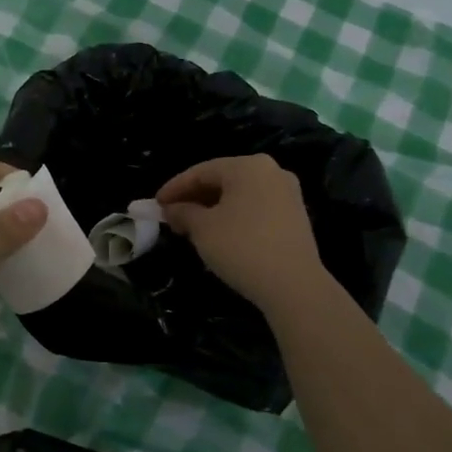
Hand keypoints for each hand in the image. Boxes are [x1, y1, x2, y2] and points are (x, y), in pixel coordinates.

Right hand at [158, 154, 326, 314]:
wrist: (294, 286)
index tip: (156, 205)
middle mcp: (271, 171)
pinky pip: (255, 207)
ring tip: (192, 227)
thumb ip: (183, 212)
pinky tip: (219, 233)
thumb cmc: (242, 247)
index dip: (175, 188)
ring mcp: (287, 193)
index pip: (201, 171)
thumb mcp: (203, 229)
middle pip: (222, 180)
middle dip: (194, 198)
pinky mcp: (295, 216)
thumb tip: (171, 209)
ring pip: (239, 195)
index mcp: (248, 166)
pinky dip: (233, 216)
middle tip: (172, 216)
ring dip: (212, 208)